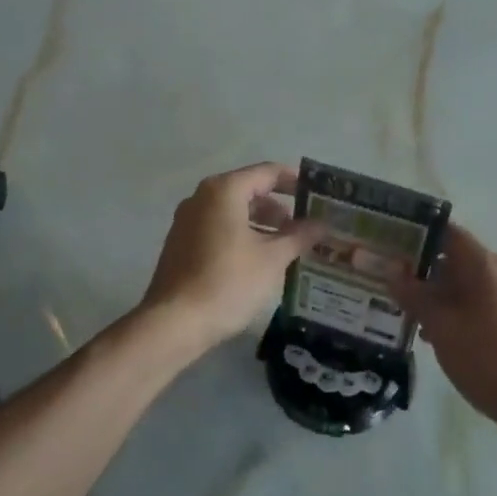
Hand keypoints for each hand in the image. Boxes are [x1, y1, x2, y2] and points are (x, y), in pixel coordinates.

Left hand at [136, 163, 322, 353]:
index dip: (295, 181)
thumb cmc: (228, 282)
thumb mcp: (272, 259)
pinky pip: (219, 227)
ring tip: (288, 247)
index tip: (318, 194)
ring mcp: (187, 220)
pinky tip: (260, 260)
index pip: (267, 172)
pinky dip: (242, 235)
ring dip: (262, 224)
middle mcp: (202, 197)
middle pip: (249, 190)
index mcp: (224, 190)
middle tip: (307, 226)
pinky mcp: (181, 243)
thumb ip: (299, 236)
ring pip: (233, 211)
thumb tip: (323, 224)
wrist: (174, 323)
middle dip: (280, 207)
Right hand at [400, 224, 496, 438]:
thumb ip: (414, 295)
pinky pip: (483, 304)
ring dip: (440, 296)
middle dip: (424, 272)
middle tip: (393, 286)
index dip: (418, 235)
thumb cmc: (485, 357)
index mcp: (485, 265)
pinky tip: (440, 337)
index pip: (447, 233)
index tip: (393, 247)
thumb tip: (393, 270)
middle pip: (457, 260)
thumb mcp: (440, 326)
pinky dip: (459, 312)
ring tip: (410, 316)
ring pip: (468, 286)